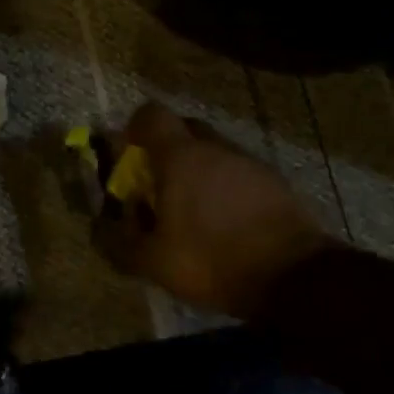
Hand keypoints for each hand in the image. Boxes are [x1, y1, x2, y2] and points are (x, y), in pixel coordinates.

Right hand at [99, 102, 338, 318]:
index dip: (134, 128)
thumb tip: (99, 227)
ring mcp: (251, 163)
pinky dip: (226, 188)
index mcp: (180, 157)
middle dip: (166, 149)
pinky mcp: (277, 184)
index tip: (127, 153)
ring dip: (198, 171)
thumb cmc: (211, 260)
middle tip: (156, 183)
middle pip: (185, 129)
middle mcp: (216, 149)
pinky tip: (224, 222)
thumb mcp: (152, 261)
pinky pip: (240, 174)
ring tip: (191, 209)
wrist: (294, 277)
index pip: (151, 115)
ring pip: (215, 153)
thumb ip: (119, 241)